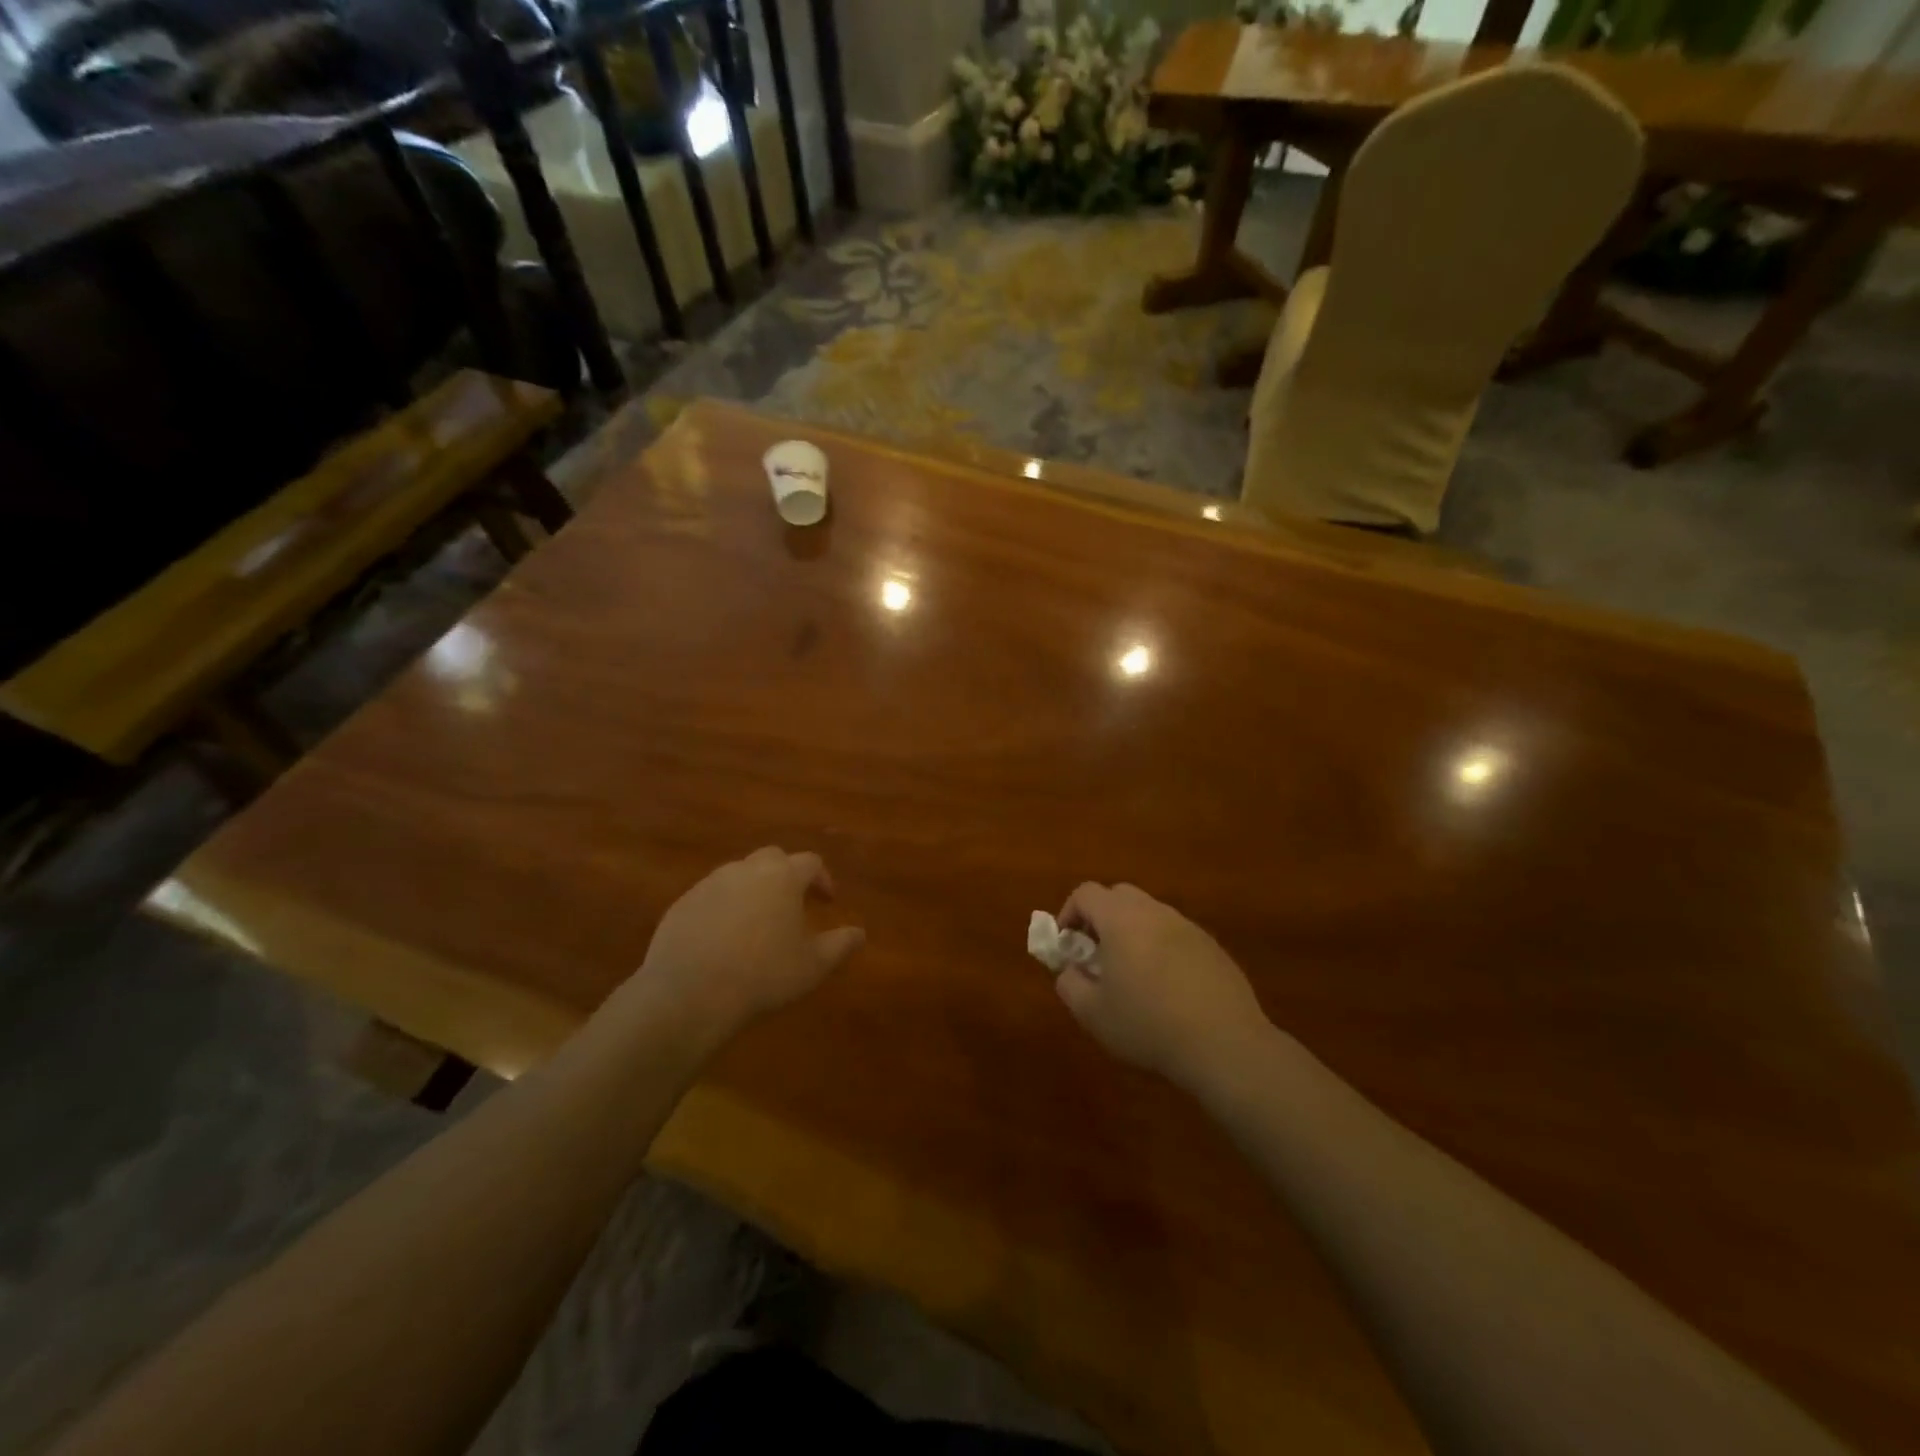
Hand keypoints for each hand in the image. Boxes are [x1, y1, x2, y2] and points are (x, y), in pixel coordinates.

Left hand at [631, 848, 864, 1042]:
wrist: (690, 993)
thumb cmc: (764, 975)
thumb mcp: (814, 965)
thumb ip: (841, 944)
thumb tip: (859, 933)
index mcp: (783, 877)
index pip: (810, 862)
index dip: (822, 878)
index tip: (827, 900)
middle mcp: (747, 870)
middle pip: (773, 858)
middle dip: (786, 875)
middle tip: (793, 903)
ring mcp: (710, 883)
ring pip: (739, 874)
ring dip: (754, 889)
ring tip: (758, 922)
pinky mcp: (683, 903)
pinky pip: (711, 895)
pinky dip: (724, 907)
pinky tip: (724, 937)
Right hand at [1056, 883, 1269, 1091]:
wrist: (1224, 1044)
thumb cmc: (1148, 1025)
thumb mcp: (1093, 1014)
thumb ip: (1070, 984)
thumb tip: (1070, 970)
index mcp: (1121, 919)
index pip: (1086, 893)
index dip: (1069, 913)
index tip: (1067, 944)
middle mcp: (1154, 912)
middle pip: (1119, 896)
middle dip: (1101, 918)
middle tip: (1096, 954)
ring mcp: (1188, 927)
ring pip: (1150, 914)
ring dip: (1133, 933)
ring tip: (1132, 975)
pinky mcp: (1212, 947)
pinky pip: (1176, 935)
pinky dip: (1162, 949)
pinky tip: (1167, 989)